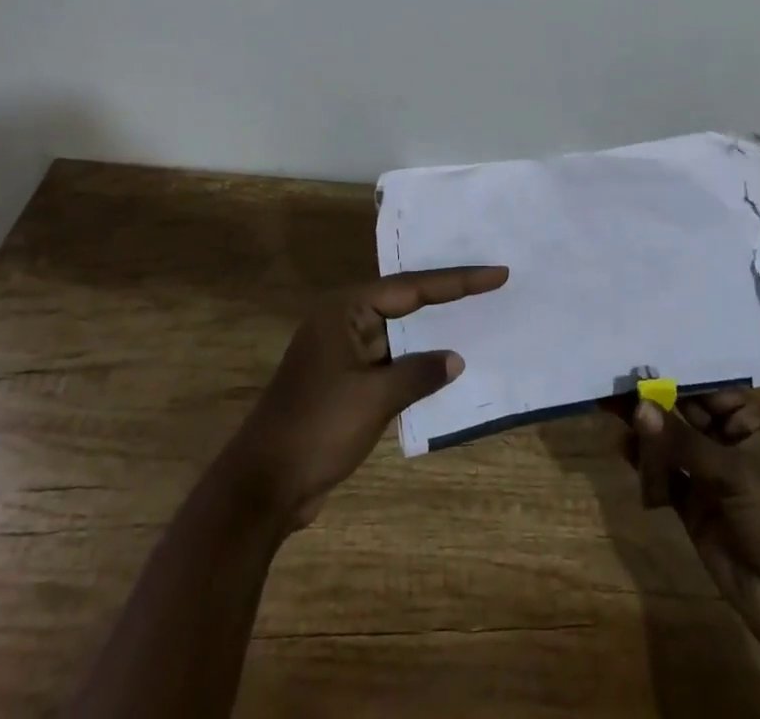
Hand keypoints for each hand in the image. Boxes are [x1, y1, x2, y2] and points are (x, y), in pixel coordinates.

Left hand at [224, 265, 509, 530]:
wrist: (263, 485)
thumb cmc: (317, 429)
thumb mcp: (374, 399)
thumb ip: (419, 373)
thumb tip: (455, 359)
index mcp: (346, 309)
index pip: (412, 287)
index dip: (458, 281)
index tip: (496, 273)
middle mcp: (344, 320)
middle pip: (406, 301)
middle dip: (448, 296)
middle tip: (492, 284)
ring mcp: (344, 350)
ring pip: (400, 332)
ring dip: (433, 331)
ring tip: (478, 317)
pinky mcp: (346, 380)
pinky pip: (391, 359)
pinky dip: (417, 361)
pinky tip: (445, 366)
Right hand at [617, 391, 759, 662]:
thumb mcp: (736, 473)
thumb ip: (683, 441)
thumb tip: (638, 406)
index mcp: (751, 424)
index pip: (707, 387)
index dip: (674, 372)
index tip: (636, 353)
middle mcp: (728, 443)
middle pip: (683, 412)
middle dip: (652, 398)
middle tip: (612, 379)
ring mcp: (709, 476)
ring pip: (670, 443)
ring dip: (645, 430)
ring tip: (608, 408)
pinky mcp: (693, 507)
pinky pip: (664, 476)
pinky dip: (646, 465)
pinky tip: (624, 450)